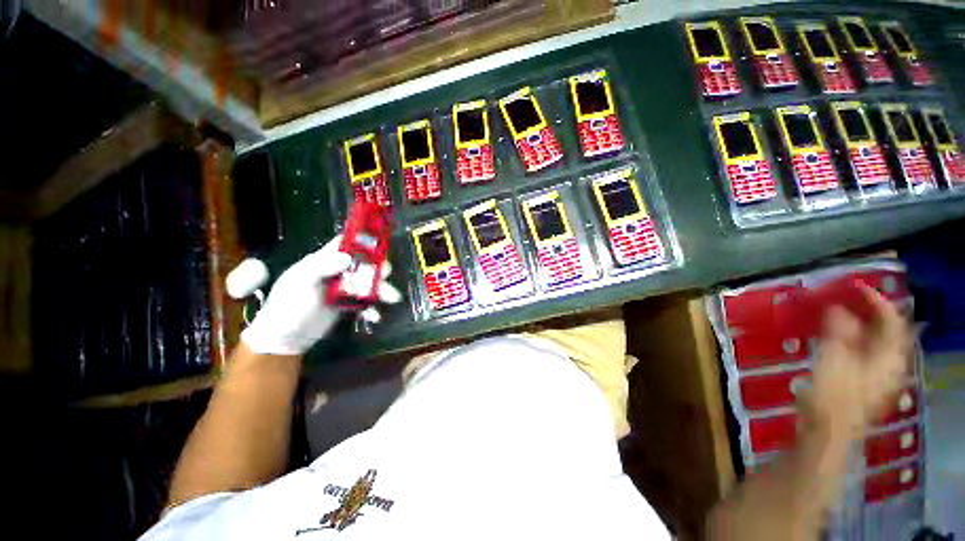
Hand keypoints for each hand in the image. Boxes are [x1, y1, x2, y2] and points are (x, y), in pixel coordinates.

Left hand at [240, 236, 401, 355]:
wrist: (285, 339)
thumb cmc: (288, 306)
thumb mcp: (301, 283)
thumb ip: (321, 267)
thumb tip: (348, 257)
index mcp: (322, 261)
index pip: (343, 244)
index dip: (360, 240)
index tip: (378, 243)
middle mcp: (335, 272)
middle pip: (362, 265)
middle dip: (376, 268)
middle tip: (387, 274)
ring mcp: (342, 289)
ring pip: (367, 284)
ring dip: (380, 290)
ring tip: (392, 298)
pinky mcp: (346, 304)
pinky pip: (364, 303)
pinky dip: (371, 308)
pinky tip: (374, 316)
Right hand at [802, 285, 912, 440]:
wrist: (827, 433)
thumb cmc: (832, 396)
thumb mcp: (832, 361)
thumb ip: (837, 333)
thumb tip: (837, 308)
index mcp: (889, 358)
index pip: (892, 322)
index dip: (877, 301)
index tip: (857, 287)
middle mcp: (891, 365)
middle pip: (888, 332)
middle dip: (871, 312)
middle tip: (848, 298)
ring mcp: (880, 376)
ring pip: (878, 343)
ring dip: (862, 326)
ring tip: (841, 313)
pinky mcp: (867, 383)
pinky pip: (867, 353)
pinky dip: (856, 340)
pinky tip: (840, 338)